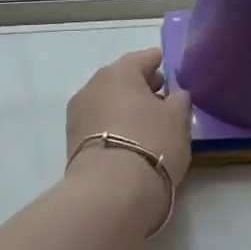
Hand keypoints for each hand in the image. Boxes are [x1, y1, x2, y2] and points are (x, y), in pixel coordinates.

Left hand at [66, 49, 192, 221]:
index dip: (160, 62)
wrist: (110, 191)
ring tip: (149, 124)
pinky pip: (100, 124)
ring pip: (108, 102)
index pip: (144, 58)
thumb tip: (174, 96)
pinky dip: (115, 126)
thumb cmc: (151, 142)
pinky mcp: (71, 142)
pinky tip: (131, 140)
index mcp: (118, 72)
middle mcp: (92, 86)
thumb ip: (179, 100)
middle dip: (142, 86)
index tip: (172, 70)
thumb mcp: (178, 118)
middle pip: (122, 80)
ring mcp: (77, 115)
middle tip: (164, 99)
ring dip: (126, 108)